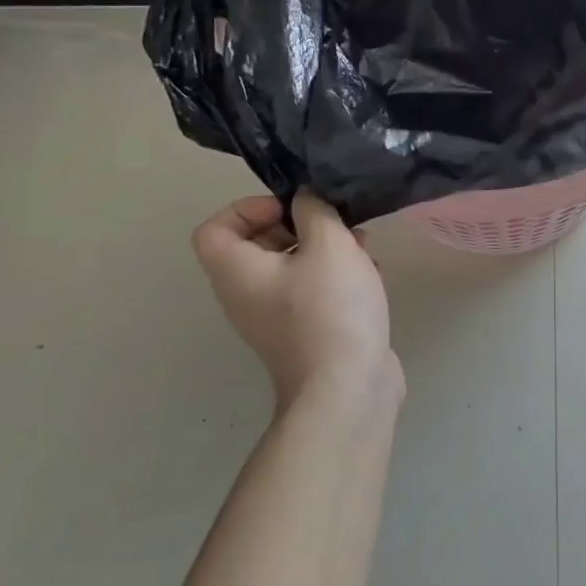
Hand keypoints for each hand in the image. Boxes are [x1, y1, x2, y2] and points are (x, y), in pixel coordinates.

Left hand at [192, 191, 403, 407]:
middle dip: (297, 225)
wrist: (347, 388)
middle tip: (333, 222)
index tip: (290, 209)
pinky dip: (334, 276)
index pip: (215, 228)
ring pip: (290, 267)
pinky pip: (310, 291)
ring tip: (360, 244)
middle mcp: (246, 295)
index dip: (247, 208)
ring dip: (323, 249)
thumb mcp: (328, 245)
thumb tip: (306, 198)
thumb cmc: (330, 309)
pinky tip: (370, 273)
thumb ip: (315, 210)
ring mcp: (275, 319)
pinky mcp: (304, 333)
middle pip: (255, 245)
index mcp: (237, 272)